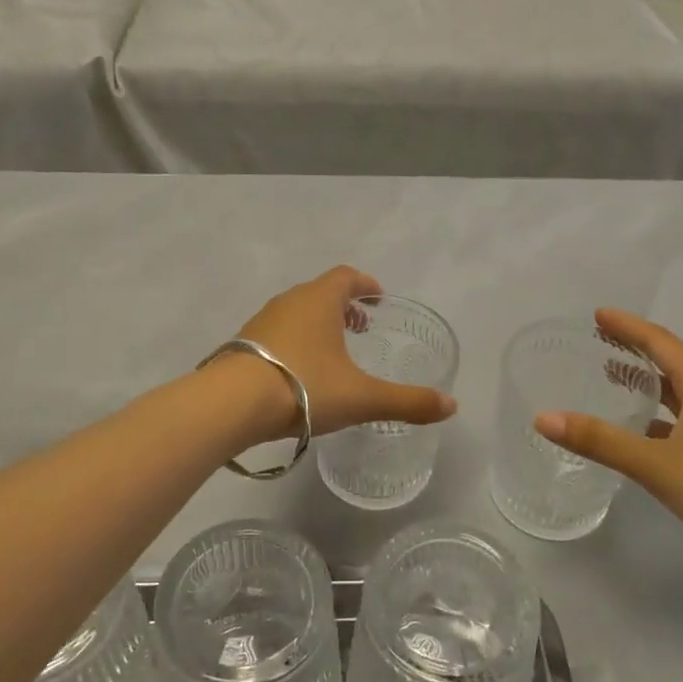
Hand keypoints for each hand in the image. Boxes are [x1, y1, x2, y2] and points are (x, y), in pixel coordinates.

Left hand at [233, 266, 458, 438]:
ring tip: (332, 353)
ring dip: (317, 324)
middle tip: (361, 329)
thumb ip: (408, 402)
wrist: (230, 404)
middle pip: (321, 292)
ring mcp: (261, 321)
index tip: (378, 300)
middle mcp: (289, 301)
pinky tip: (298, 373)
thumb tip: (452, 405)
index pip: (347, 276)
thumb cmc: (303, 387)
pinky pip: (276, 333)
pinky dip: (294, 341)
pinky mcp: (242, 344)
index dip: (366, 284)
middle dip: (343, 306)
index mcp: (320, 300)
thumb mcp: (362, 398)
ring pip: (296, 312)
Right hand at [535, 310, 682, 592]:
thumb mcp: (657, 463)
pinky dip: (660, 419)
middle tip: (599, 341)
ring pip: (681, 394)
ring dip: (648, 384)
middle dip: (636, 350)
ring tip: (614, 379)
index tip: (597, 315)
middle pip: (672, 363)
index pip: (660, 342)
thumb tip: (543, 418)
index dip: (628, 326)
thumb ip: (600, 440)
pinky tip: (642, 435)